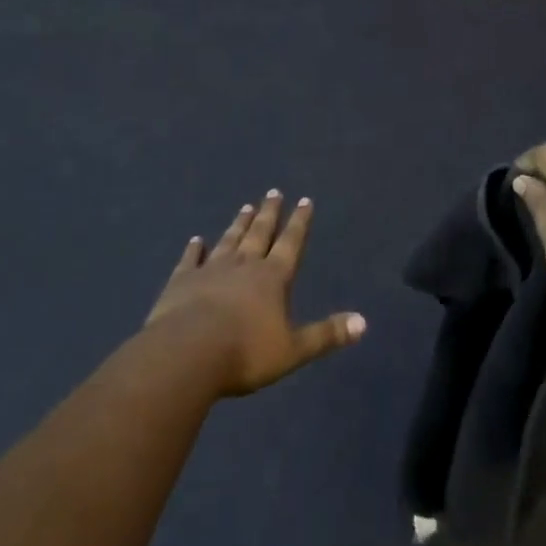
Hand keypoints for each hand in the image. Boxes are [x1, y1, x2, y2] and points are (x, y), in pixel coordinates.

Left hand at [146, 190, 365, 396]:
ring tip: (246, 206)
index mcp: (273, 277)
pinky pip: (191, 259)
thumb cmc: (245, 353)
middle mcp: (244, 264)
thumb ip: (326, 335)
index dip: (299, 222)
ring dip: (239, 224)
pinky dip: (194, 248)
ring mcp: (211, 269)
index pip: (291, 243)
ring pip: (229, 240)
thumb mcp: (292, 349)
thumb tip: (363, 323)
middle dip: (269, 213)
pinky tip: (196, 240)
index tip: (305, 200)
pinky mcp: (182, 280)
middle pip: (259, 233)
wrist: (187, 353)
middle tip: (273, 192)